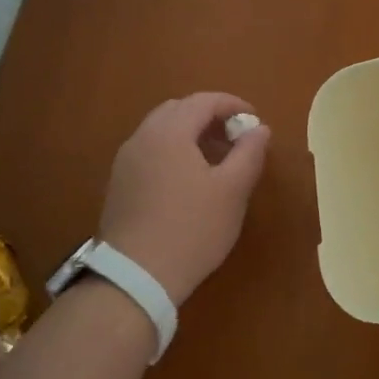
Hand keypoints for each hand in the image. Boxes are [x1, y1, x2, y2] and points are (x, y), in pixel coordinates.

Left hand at [96, 93, 270, 307]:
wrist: (135, 277)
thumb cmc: (192, 229)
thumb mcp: (233, 191)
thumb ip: (249, 153)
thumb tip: (259, 129)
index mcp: (169, 132)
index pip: (203, 101)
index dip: (232, 104)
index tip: (254, 120)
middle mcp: (142, 138)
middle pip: (178, 110)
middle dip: (209, 116)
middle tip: (235, 136)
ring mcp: (125, 162)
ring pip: (161, 132)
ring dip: (190, 134)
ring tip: (216, 158)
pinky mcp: (118, 185)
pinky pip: (150, 152)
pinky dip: (173, 152)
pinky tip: (189, 180)